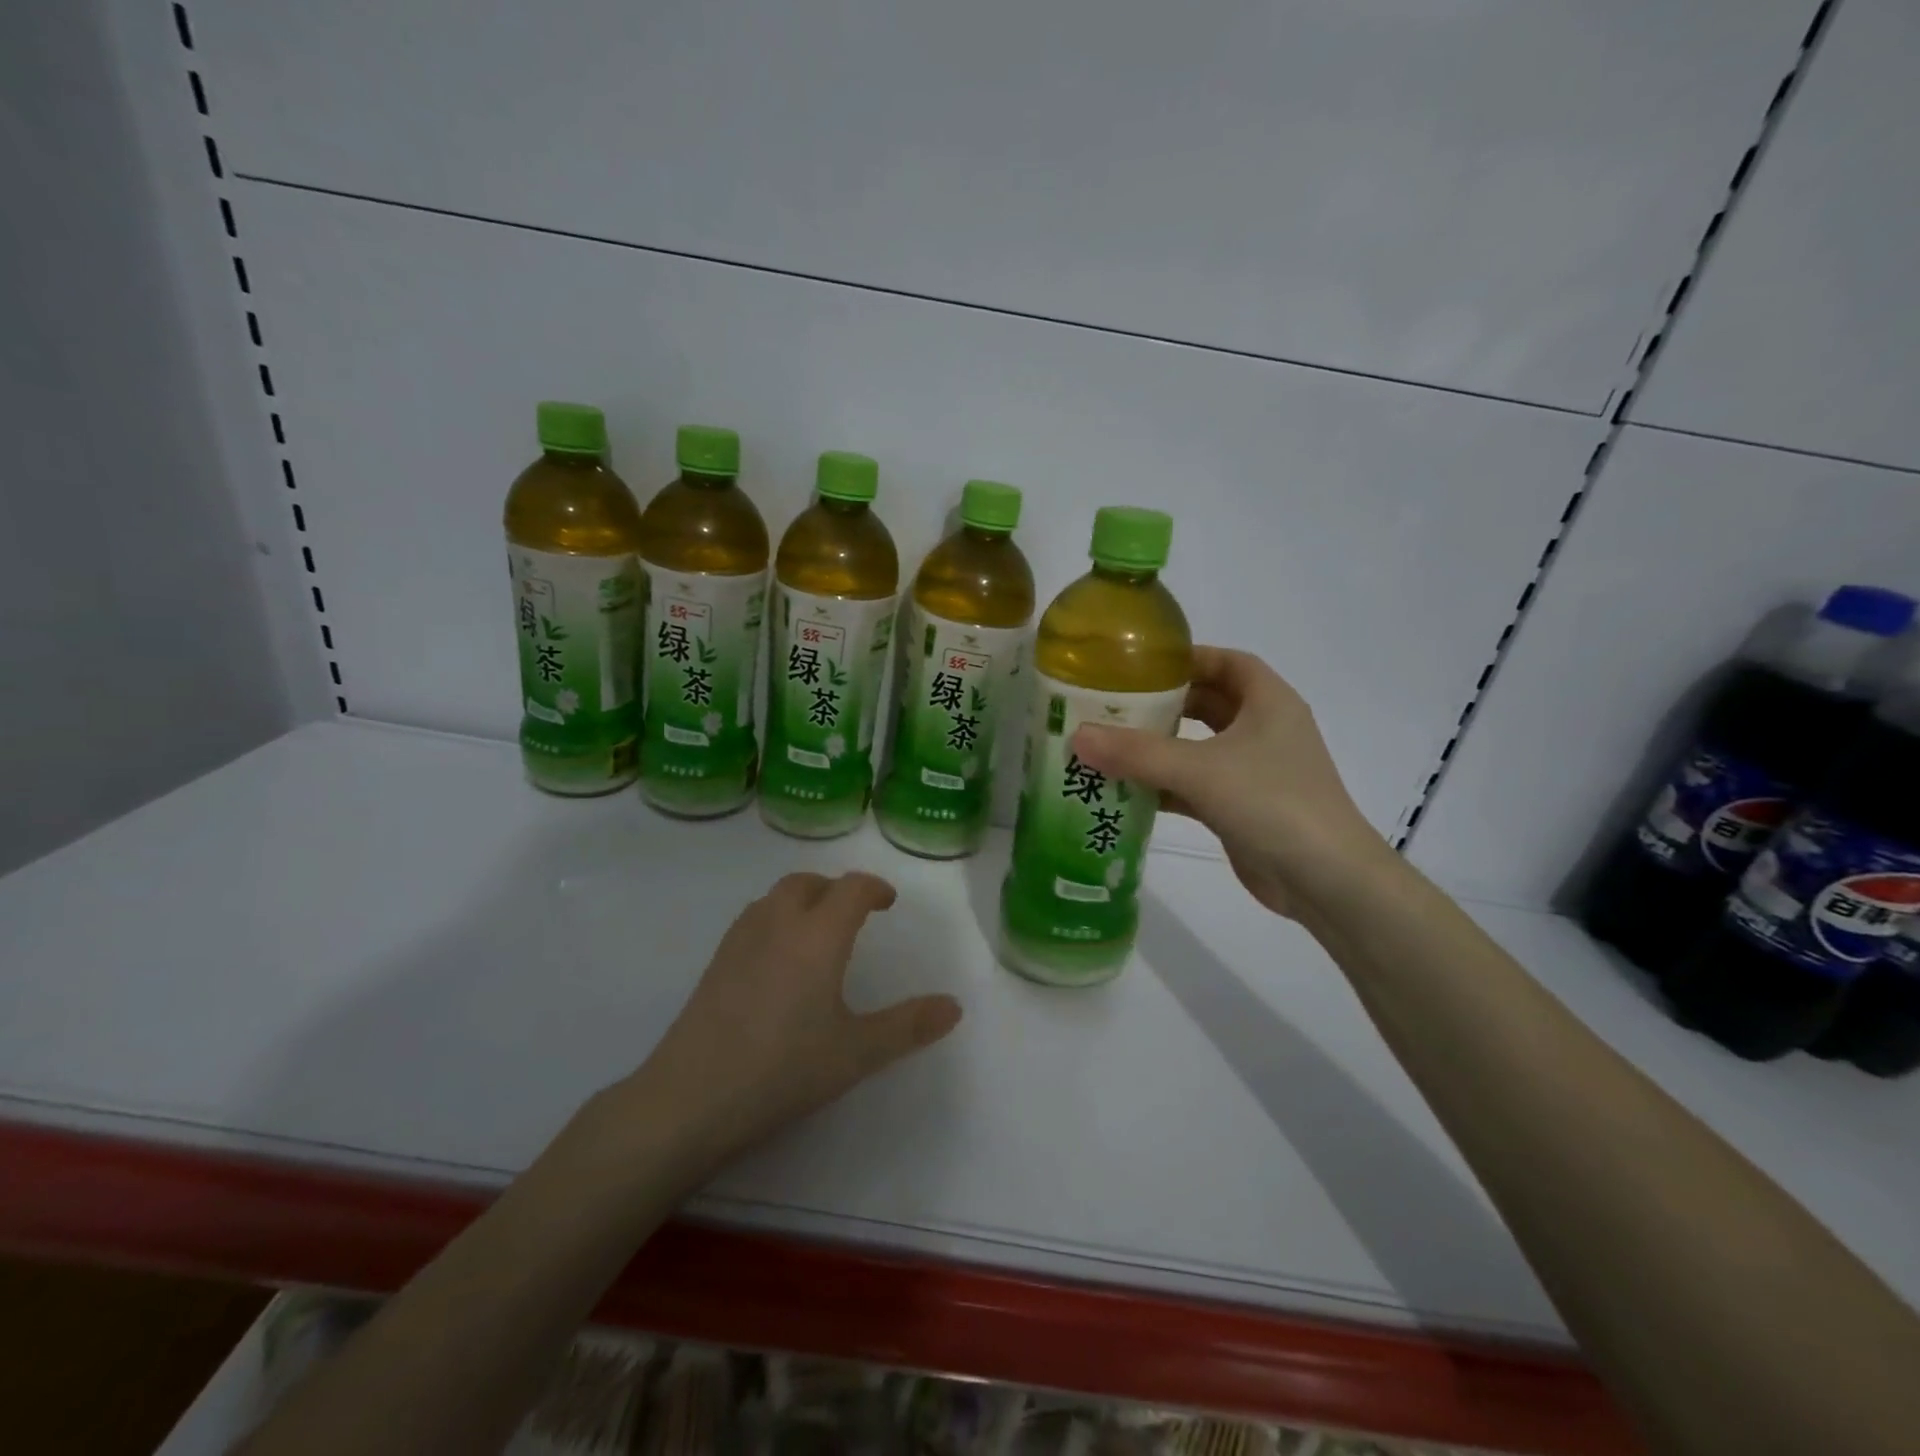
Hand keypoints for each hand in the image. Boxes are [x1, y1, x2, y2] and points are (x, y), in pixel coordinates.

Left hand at [628, 872, 961, 1171]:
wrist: (690, 1098)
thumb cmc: (783, 1070)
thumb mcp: (856, 1053)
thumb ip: (908, 1026)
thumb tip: (955, 1006)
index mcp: (818, 935)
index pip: (851, 889)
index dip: (874, 888)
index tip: (888, 903)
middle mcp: (778, 924)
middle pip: (808, 882)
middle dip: (835, 889)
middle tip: (855, 914)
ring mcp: (740, 940)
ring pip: (775, 896)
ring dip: (802, 899)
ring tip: (818, 930)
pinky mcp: (715, 962)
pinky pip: (753, 918)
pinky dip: (775, 918)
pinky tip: (778, 959)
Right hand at [1071, 647, 1394, 919]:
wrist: (1326, 881)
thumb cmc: (1272, 804)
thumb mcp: (1201, 770)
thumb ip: (1137, 753)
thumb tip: (1077, 735)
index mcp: (1268, 703)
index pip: (1227, 662)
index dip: (1188, 657)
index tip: (1141, 665)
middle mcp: (1264, 730)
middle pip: (1209, 703)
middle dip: (1164, 703)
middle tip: (1115, 706)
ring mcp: (1255, 771)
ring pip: (1199, 747)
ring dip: (1161, 747)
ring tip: (1110, 745)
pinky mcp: (1242, 807)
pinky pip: (1196, 785)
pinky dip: (1165, 786)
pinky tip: (1127, 792)